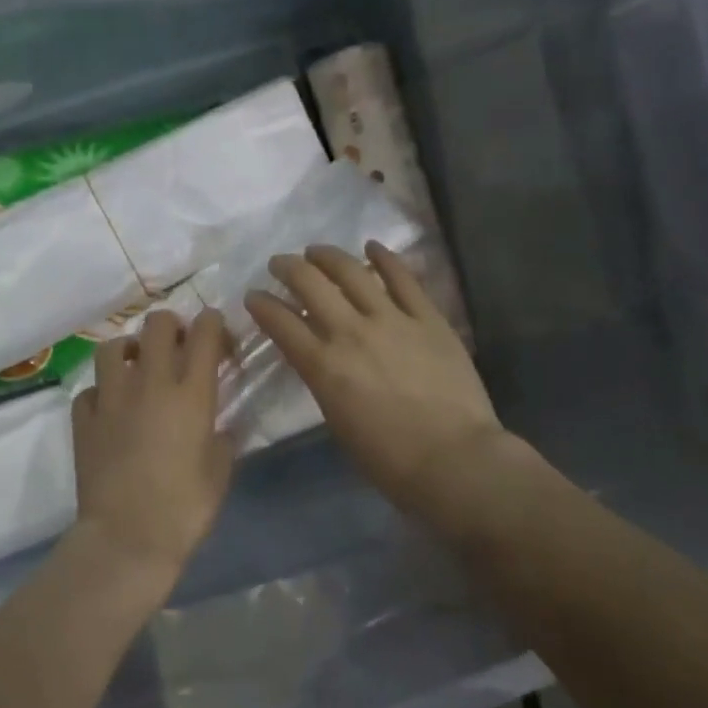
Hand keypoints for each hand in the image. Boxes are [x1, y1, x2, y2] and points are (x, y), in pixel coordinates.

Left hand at [70, 309, 234, 588]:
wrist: (127, 538)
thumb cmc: (184, 508)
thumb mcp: (219, 472)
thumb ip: (222, 440)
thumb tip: (219, 429)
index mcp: (191, 393)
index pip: (204, 333)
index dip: (212, 324)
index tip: (216, 335)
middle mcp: (150, 383)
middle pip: (156, 325)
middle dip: (170, 325)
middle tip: (177, 345)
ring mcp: (111, 398)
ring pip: (112, 347)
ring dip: (128, 350)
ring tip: (136, 367)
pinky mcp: (83, 419)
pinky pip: (89, 390)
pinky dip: (101, 392)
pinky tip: (110, 409)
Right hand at [246, 242, 505, 513]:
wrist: (454, 460)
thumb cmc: (388, 459)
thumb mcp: (336, 420)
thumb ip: (322, 380)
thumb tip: (318, 356)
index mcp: (323, 365)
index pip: (280, 322)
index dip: (261, 304)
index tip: (253, 296)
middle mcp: (350, 332)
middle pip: (310, 284)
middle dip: (287, 268)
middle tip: (279, 264)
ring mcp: (391, 320)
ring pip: (352, 272)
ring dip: (327, 256)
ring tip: (315, 251)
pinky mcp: (427, 318)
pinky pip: (403, 278)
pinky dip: (385, 258)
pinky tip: (372, 246)